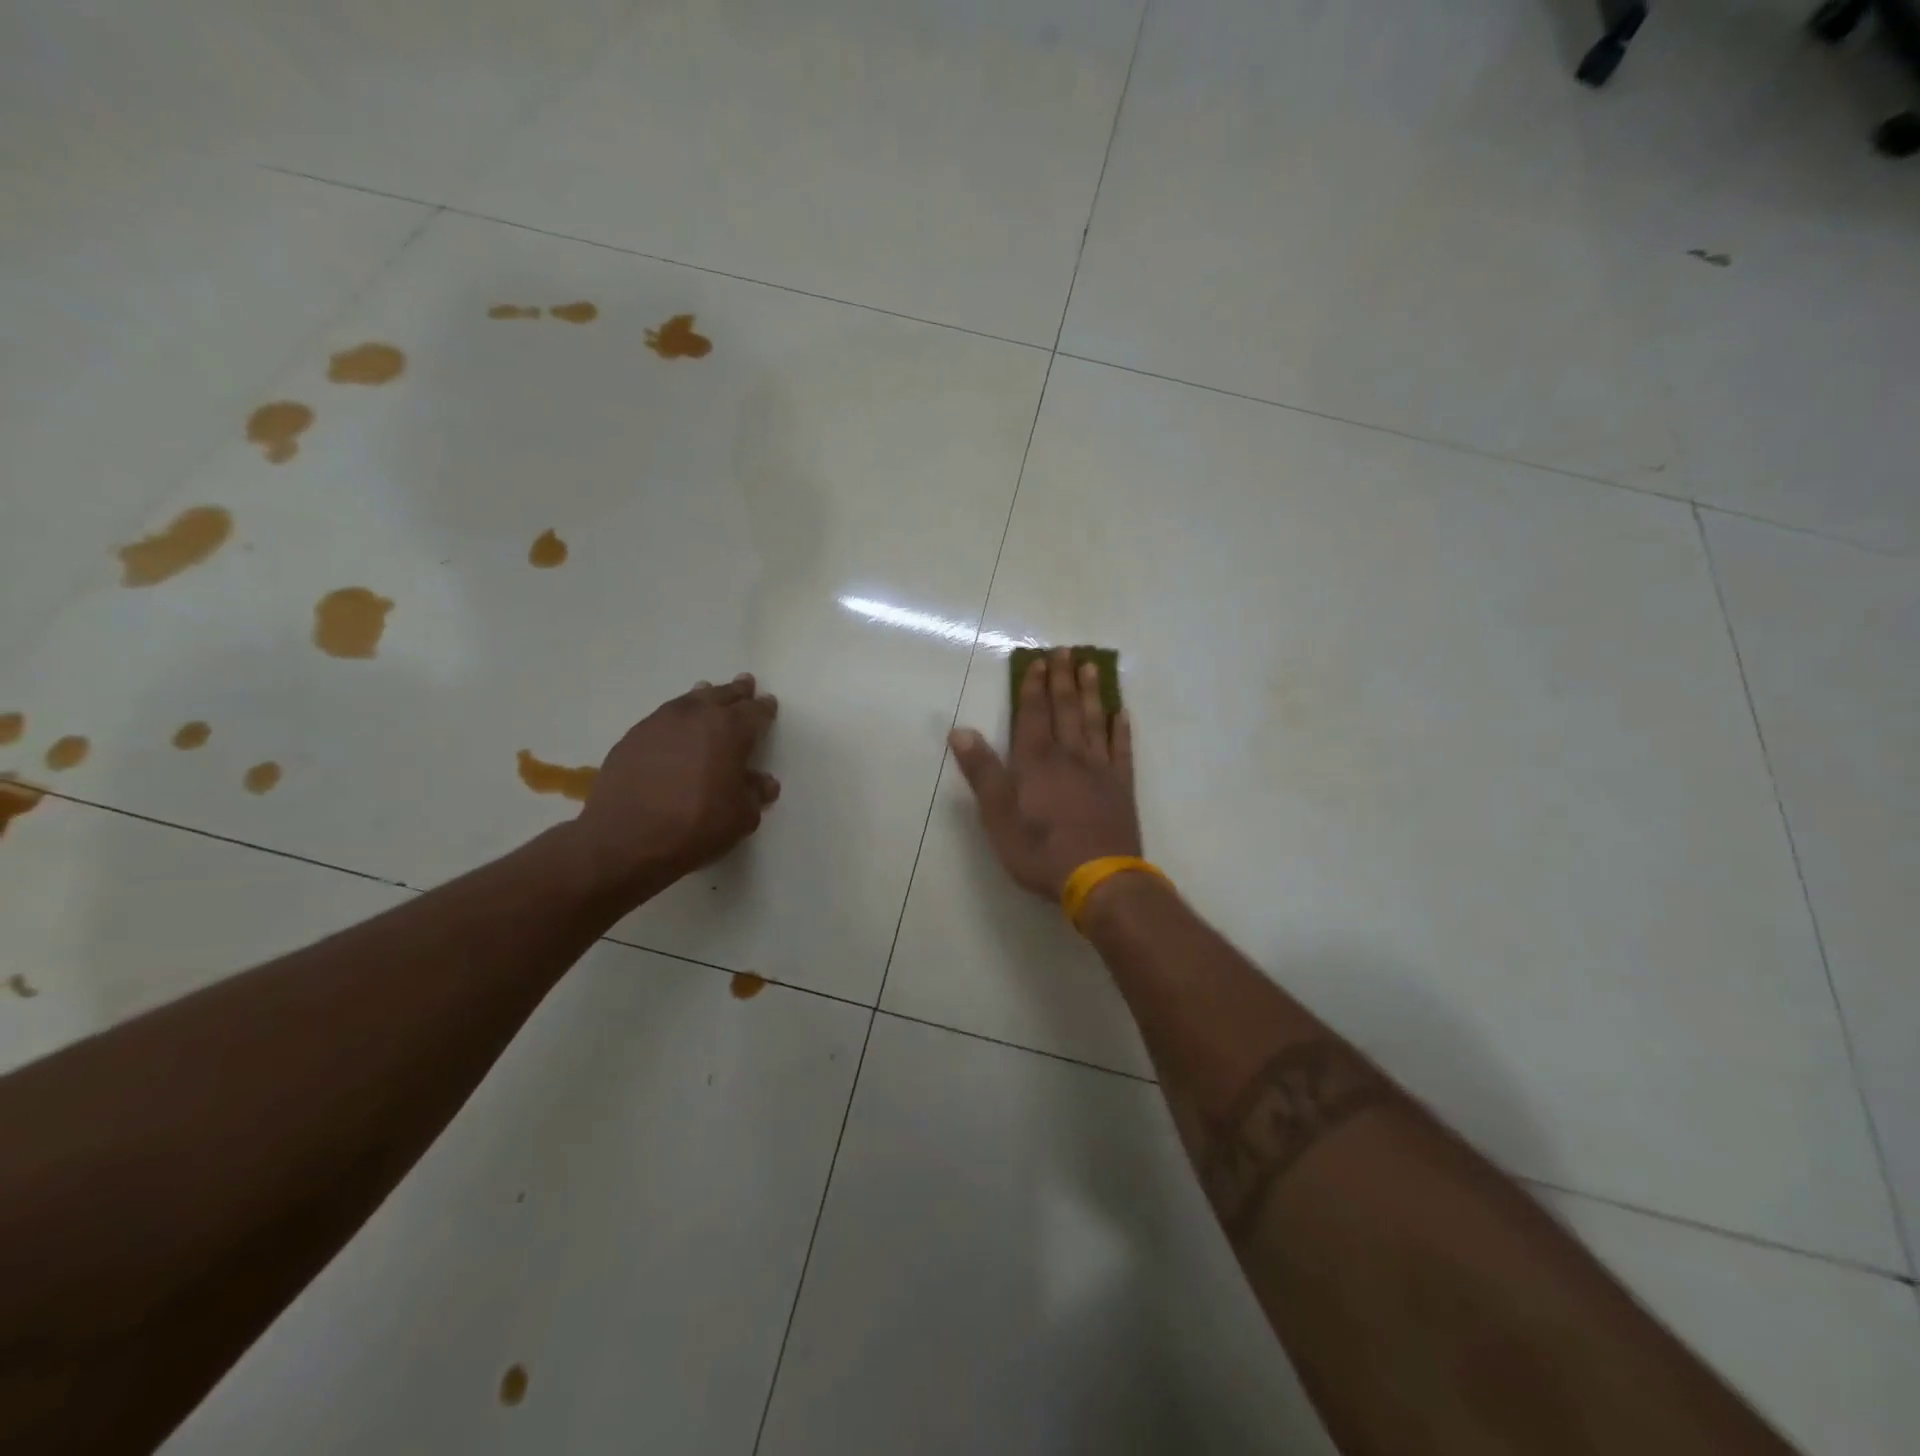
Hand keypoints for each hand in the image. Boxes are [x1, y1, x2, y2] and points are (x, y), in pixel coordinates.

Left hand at [572, 673, 779, 906]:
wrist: (624, 840)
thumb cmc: (695, 826)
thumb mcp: (741, 817)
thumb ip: (755, 794)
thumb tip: (763, 782)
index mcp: (729, 730)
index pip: (754, 712)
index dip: (764, 708)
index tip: (769, 704)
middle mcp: (695, 716)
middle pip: (721, 695)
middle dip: (736, 691)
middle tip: (745, 684)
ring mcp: (659, 723)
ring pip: (689, 700)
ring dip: (704, 696)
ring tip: (708, 693)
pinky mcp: (632, 737)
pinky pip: (663, 718)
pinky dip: (676, 719)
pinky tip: (676, 729)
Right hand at [948, 648, 1139, 900]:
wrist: (1098, 878)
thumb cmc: (1039, 850)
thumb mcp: (997, 815)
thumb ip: (982, 771)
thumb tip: (960, 730)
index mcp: (1036, 761)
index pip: (1032, 714)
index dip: (1034, 687)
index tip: (1038, 661)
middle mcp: (1069, 756)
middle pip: (1066, 709)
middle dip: (1063, 679)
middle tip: (1066, 651)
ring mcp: (1099, 770)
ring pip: (1095, 721)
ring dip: (1092, 693)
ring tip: (1092, 667)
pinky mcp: (1122, 787)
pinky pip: (1122, 750)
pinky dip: (1121, 729)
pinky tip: (1122, 714)